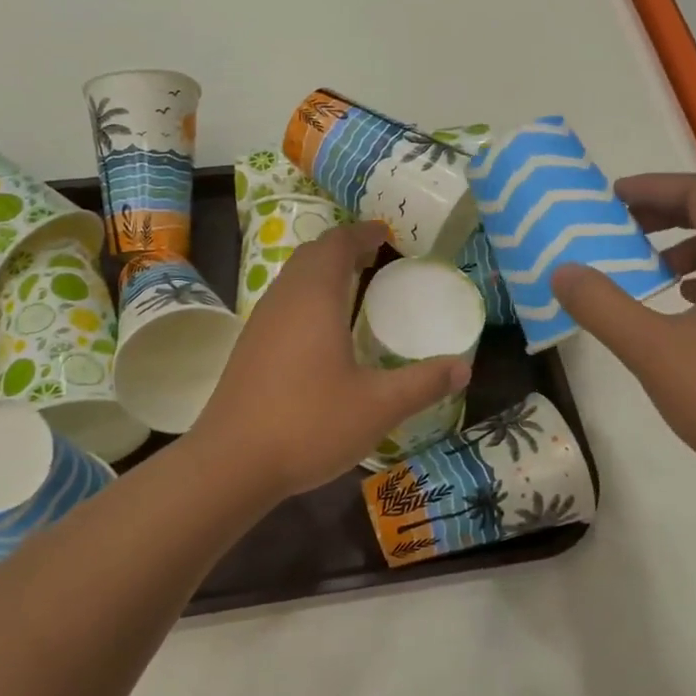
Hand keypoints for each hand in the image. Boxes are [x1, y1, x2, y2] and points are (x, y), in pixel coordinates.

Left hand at [193, 222, 470, 498]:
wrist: (232, 462)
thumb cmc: (309, 424)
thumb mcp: (378, 407)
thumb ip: (422, 383)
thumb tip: (463, 367)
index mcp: (314, 298)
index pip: (337, 244)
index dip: (362, 233)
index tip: (387, 234)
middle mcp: (283, 300)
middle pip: (311, 255)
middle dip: (343, 248)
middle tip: (375, 257)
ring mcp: (260, 323)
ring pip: (292, 279)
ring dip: (322, 273)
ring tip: (353, 288)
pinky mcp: (248, 348)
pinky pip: (282, 304)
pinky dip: (306, 298)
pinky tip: (322, 332)